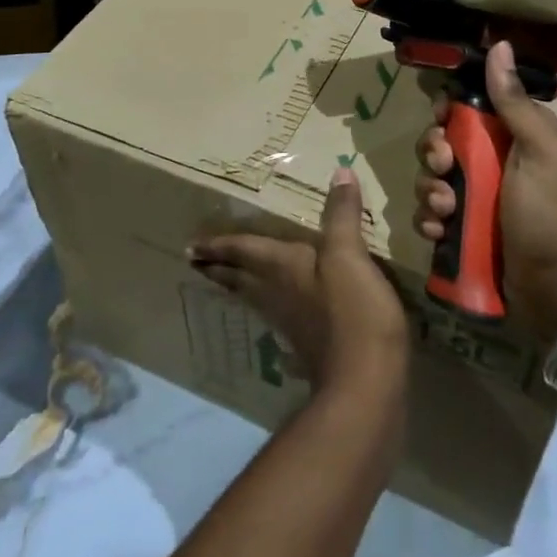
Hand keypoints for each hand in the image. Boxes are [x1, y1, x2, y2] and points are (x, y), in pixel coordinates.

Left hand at [189, 168, 409, 398]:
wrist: (365, 384)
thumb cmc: (352, 312)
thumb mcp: (348, 254)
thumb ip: (341, 214)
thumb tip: (340, 172)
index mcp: (281, 267)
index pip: (242, 250)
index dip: (218, 245)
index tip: (190, 246)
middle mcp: (277, 293)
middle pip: (239, 277)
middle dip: (218, 266)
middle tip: (195, 260)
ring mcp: (290, 321)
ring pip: (254, 296)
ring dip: (237, 285)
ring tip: (224, 278)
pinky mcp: (308, 343)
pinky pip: (275, 313)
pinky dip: (265, 304)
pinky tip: (274, 310)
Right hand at [411, 41, 556, 344]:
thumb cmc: (553, 214)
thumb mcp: (541, 151)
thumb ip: (514, 102)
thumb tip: (500, 45)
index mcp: (512, 138)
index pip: (467, 110)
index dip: (448, 113)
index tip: (443, 121)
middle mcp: (491, 165)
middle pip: (441, 143)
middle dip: (433, 154)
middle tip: (444, 168)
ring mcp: (476, 201)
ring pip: (431, 180)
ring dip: (430, 192)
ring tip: (448, 211)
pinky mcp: (463, 233)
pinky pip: (430, 215)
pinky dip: (430, 221)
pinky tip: (441, 232)